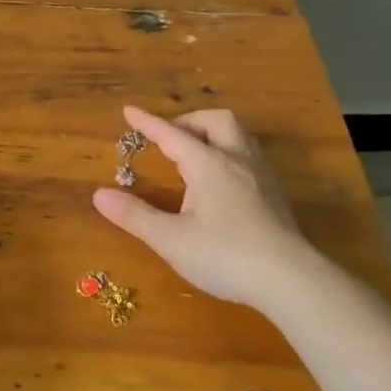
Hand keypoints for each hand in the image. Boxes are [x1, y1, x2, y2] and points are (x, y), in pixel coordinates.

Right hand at [92, 106, 329, 311]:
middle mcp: (236, 160)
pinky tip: (223, 183)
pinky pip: (250, 157)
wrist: (290, 280)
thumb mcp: (171, 239)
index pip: (172, 134)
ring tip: (196, 155)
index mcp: (208, 164)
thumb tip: (99, 195)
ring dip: (213, 135)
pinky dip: (229, 155)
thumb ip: (135, 215)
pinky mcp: (275, 195)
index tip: (129, 111)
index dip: (148, 123)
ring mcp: (261, 176)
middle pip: (216, 121)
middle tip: (170, 139)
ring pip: (239, 136)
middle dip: (190, 122)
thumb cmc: (225, 255)